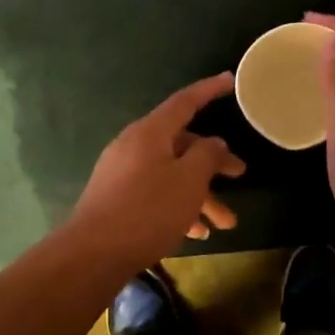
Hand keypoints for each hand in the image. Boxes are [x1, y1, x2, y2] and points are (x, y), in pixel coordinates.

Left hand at [67, 73, 247, 270]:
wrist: (94, 253)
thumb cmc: (148, 210)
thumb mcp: (189, 181)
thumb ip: (207, 155)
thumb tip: (213, 142)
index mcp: (150, 132)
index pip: (185, 102)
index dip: (209, 90)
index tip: (229, 80)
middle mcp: (134, 146)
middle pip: (182, 145)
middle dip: (213, 163)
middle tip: (240, 174)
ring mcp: (122, 173)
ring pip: (171, 175)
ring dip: (200, 196)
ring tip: (224, 224)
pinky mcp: (117, 198)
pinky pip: (156, 193)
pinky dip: (178, 207)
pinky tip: (196, 233)